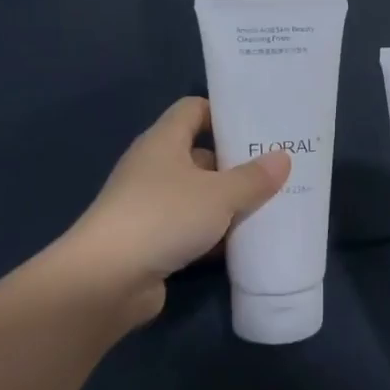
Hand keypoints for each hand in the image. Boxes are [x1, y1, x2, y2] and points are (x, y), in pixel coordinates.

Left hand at [59, 97, 289, 331]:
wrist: (107, 280)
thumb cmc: (164, 217)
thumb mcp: (219, 195)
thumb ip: (253, 178)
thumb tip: (282, 158)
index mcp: (163, 142)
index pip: (194, 109)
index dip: (224, 113)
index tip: (258, 125)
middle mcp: (154, 168)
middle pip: (200, 154)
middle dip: (236, 163)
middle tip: (276, 169)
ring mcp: (150, 206)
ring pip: (198, 195)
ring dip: (228, 202)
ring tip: (271, 205)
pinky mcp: (152, 241)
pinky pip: (191, 228)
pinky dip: (215, 234)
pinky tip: (245, 243)